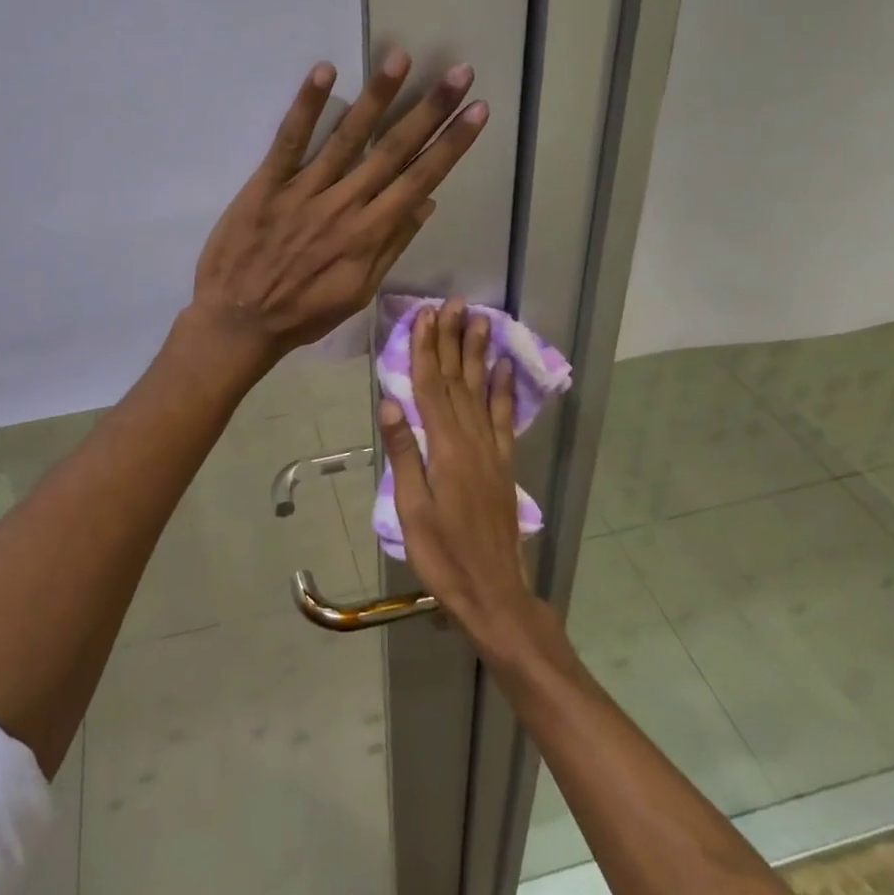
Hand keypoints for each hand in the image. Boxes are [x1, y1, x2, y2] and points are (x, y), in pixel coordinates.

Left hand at [191, 51, 487, 367]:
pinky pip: (289, 139)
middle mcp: (345, 205)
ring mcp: (305, 191)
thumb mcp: (358, 292)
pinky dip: (307, 105)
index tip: (477, 111)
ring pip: (347, 137)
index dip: (451, 144)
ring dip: (377, 95)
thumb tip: (427, 203)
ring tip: (401, 57)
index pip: (420, 179)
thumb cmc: (303, 313)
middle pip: (393, 150)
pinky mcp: (267, 184)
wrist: (239, 322)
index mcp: (369, 234)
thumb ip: (392, 246)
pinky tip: (325, 71)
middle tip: (459, 72)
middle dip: (430, 110)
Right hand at [377, 299, 539, 656]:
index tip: (425, 317)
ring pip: (481, 391)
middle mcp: (471, 440)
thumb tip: (390, 402)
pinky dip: (503, 390)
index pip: (431, 388)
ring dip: (478, 354)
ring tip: (480, 320)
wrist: (493, 590)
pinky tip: (503, 367)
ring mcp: (491, 450)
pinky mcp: (503, 464)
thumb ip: (405, 453)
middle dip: (453, 340)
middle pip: (458, 380)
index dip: (427, 350)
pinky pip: (503, 418)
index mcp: (444, 449)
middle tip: (453, 304)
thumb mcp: (412, 508)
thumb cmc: (442, 554)